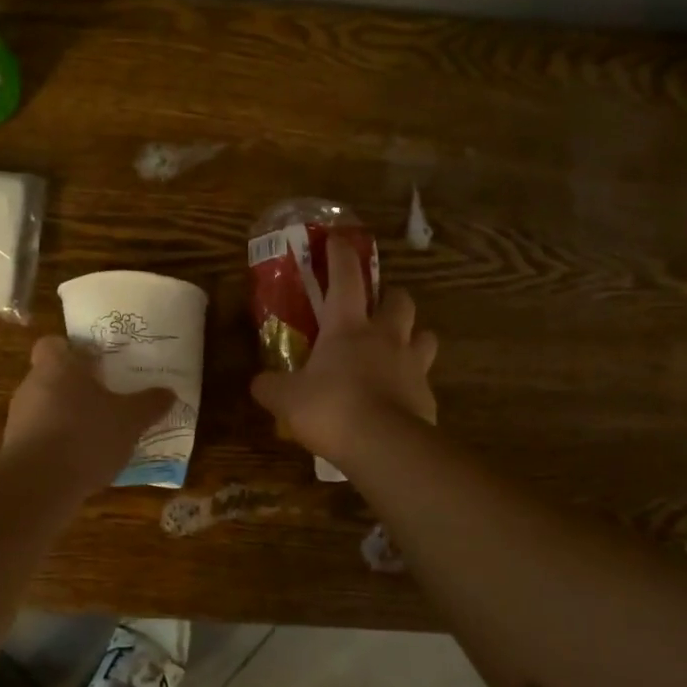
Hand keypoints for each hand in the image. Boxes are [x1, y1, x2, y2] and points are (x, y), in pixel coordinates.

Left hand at [4, 336, 174, 495]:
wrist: (38, 484)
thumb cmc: (86, 435)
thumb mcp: (130, 420)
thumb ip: (149, 404)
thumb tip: (169, 392)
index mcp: (57, 366)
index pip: (53, 344)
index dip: (72, 350)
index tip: (95, 363)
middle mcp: (32, 385)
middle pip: (52, 377)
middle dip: (77, 387)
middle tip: (106, 398)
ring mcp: (19, 418)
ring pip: (46, 408)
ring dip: (67, 417)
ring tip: (98, 434)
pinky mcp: (15, 449)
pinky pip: (40, 437)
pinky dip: (58, 444)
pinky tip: (82, 461)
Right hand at [250, 236, 437, 465]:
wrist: (383, 446)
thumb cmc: (330, 409)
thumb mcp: (286, 399)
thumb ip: (270, 387)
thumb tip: (258, 383)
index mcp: (348, 326)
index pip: (346, 278)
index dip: (341, 256)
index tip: (338, 240)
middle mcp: (385, 336)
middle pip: (400, 300)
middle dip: (390, 297)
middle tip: (377, 308)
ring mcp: (412, 365)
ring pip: (425, 336)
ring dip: (413, 337)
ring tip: (398, 350)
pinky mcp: (427, 396)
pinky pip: (424, 380)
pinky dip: (413, 383)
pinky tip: (399, 398)